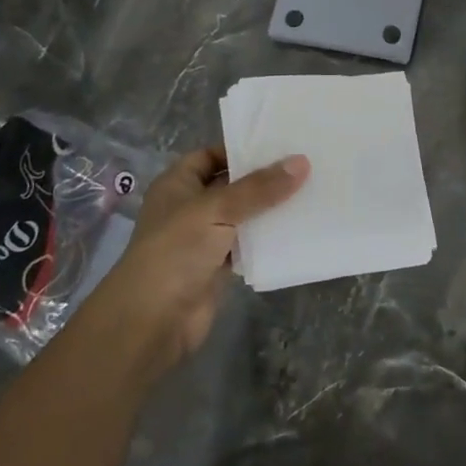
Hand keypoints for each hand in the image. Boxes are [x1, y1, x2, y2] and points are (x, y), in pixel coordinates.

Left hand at [89, 147, 307, 381]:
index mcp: (179, 184)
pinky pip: (250, 244)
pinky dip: (270, 238)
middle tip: (308, 164)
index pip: (213, 155)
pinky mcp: (219, 266)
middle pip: (233, 185)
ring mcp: (205, 238)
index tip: (282, 143)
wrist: (152, 321)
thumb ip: (260, 188)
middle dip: (265, 178)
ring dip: (271, 209)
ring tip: (313, 190)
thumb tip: (302, 162)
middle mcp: (191, 206)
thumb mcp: (217, 209)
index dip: (242, 149)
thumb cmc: (176, 251)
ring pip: (244, 215)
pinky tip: (300, 228)